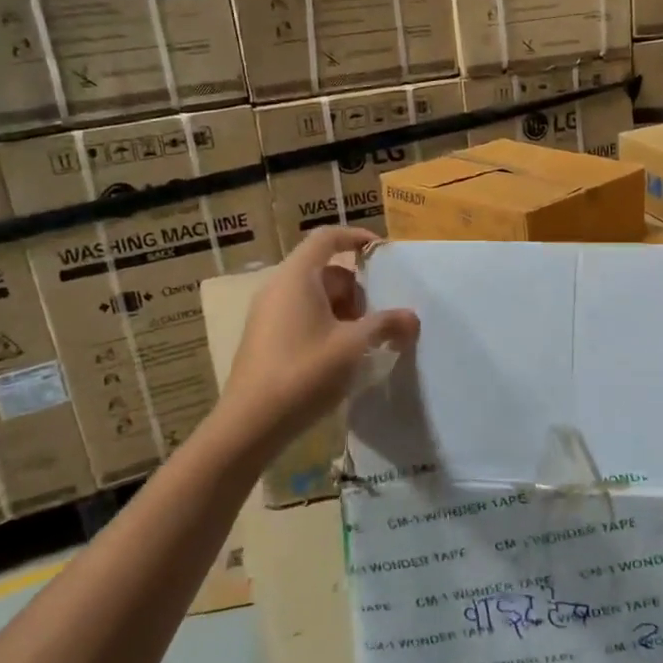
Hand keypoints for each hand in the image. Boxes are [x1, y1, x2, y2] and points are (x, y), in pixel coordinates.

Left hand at [222, 227, 419, 443]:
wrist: (250, 425)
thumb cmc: (304, 372)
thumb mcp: (354, 346)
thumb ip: (386, 325)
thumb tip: (412, 318)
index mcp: (297, 277)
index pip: (327, 238)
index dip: (356, 237)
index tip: (383, 253)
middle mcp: (279, 288)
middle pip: (326, 271)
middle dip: (357, 290)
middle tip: (379, 318)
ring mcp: (268, 314)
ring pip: (316, 297)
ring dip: (345, 312)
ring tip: (365, 342)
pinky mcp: (265, 339)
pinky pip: (302, 317)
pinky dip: (327, 326)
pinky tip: (342, 357)